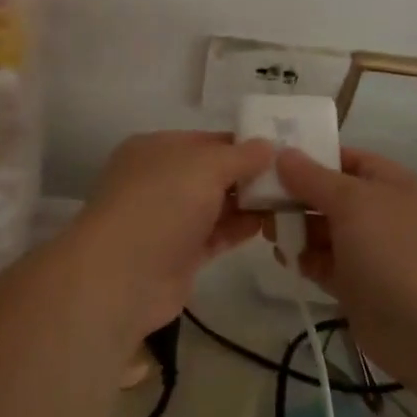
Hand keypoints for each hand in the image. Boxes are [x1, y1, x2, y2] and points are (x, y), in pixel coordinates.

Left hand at [64, 131, 275, 342]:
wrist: (121, 276)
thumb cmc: (161, 204)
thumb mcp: (205, 166)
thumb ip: (241, 155)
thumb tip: (269, 146)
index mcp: (157, 148)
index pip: (208, 140)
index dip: (245, 144)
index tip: (283, 151)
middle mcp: (160, 180)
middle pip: (213, 173)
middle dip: (250, 175)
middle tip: (294, 178)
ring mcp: (168, 219)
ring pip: (216, 205)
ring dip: (249, 204)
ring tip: (291, 202)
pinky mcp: (179, 254)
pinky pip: (215, 234)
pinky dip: (239, 229)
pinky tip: (269, 225)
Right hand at [273, 147, 416, 378]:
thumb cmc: (394, 249)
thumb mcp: (352, 201)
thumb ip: (313, 178)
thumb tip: (283, 154)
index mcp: (390, 184)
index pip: (346, 159)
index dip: (311, 156)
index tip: (270, 158)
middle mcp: (380, 213)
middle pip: (330, 196)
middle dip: (295, 195)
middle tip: (255, 198)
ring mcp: (370, 252)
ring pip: (324, 231)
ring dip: (295, 228)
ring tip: (263, 227)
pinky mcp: (357, 286)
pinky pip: (324, 264)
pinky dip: (303, 259)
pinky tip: (282, 256)